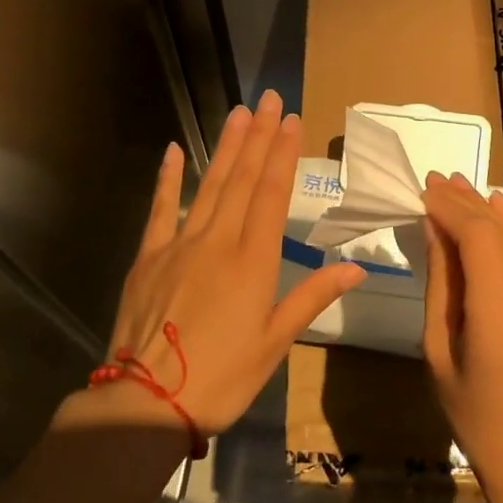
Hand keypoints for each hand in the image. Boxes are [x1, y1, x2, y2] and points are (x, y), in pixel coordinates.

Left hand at [106, 90, 364, 435]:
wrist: (146, 402)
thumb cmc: (221, 377)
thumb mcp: (275, 343)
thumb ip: (311, 297)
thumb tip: (356, 268)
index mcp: (253, 261)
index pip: (271, 194)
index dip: (282, 154)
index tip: (291, 120)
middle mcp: (218, 241)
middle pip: (242, 179)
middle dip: (258, 137)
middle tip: (269, 100)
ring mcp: (179, 244)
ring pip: (209, 185)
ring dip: (226, 147)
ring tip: (239, 113)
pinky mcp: (148, 256)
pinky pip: (161, 208)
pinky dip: (168, 178)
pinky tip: (175, 150)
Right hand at [421, 172, 502, 502]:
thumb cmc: (477, 418)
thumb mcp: (440, 353)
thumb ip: (441, 283)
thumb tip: (435, 226)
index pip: (479, 241)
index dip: (452, 209)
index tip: (427, 190)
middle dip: (467, 204)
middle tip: (439, 181)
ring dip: (493, 212)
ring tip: (463, 188)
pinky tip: (501, 213)